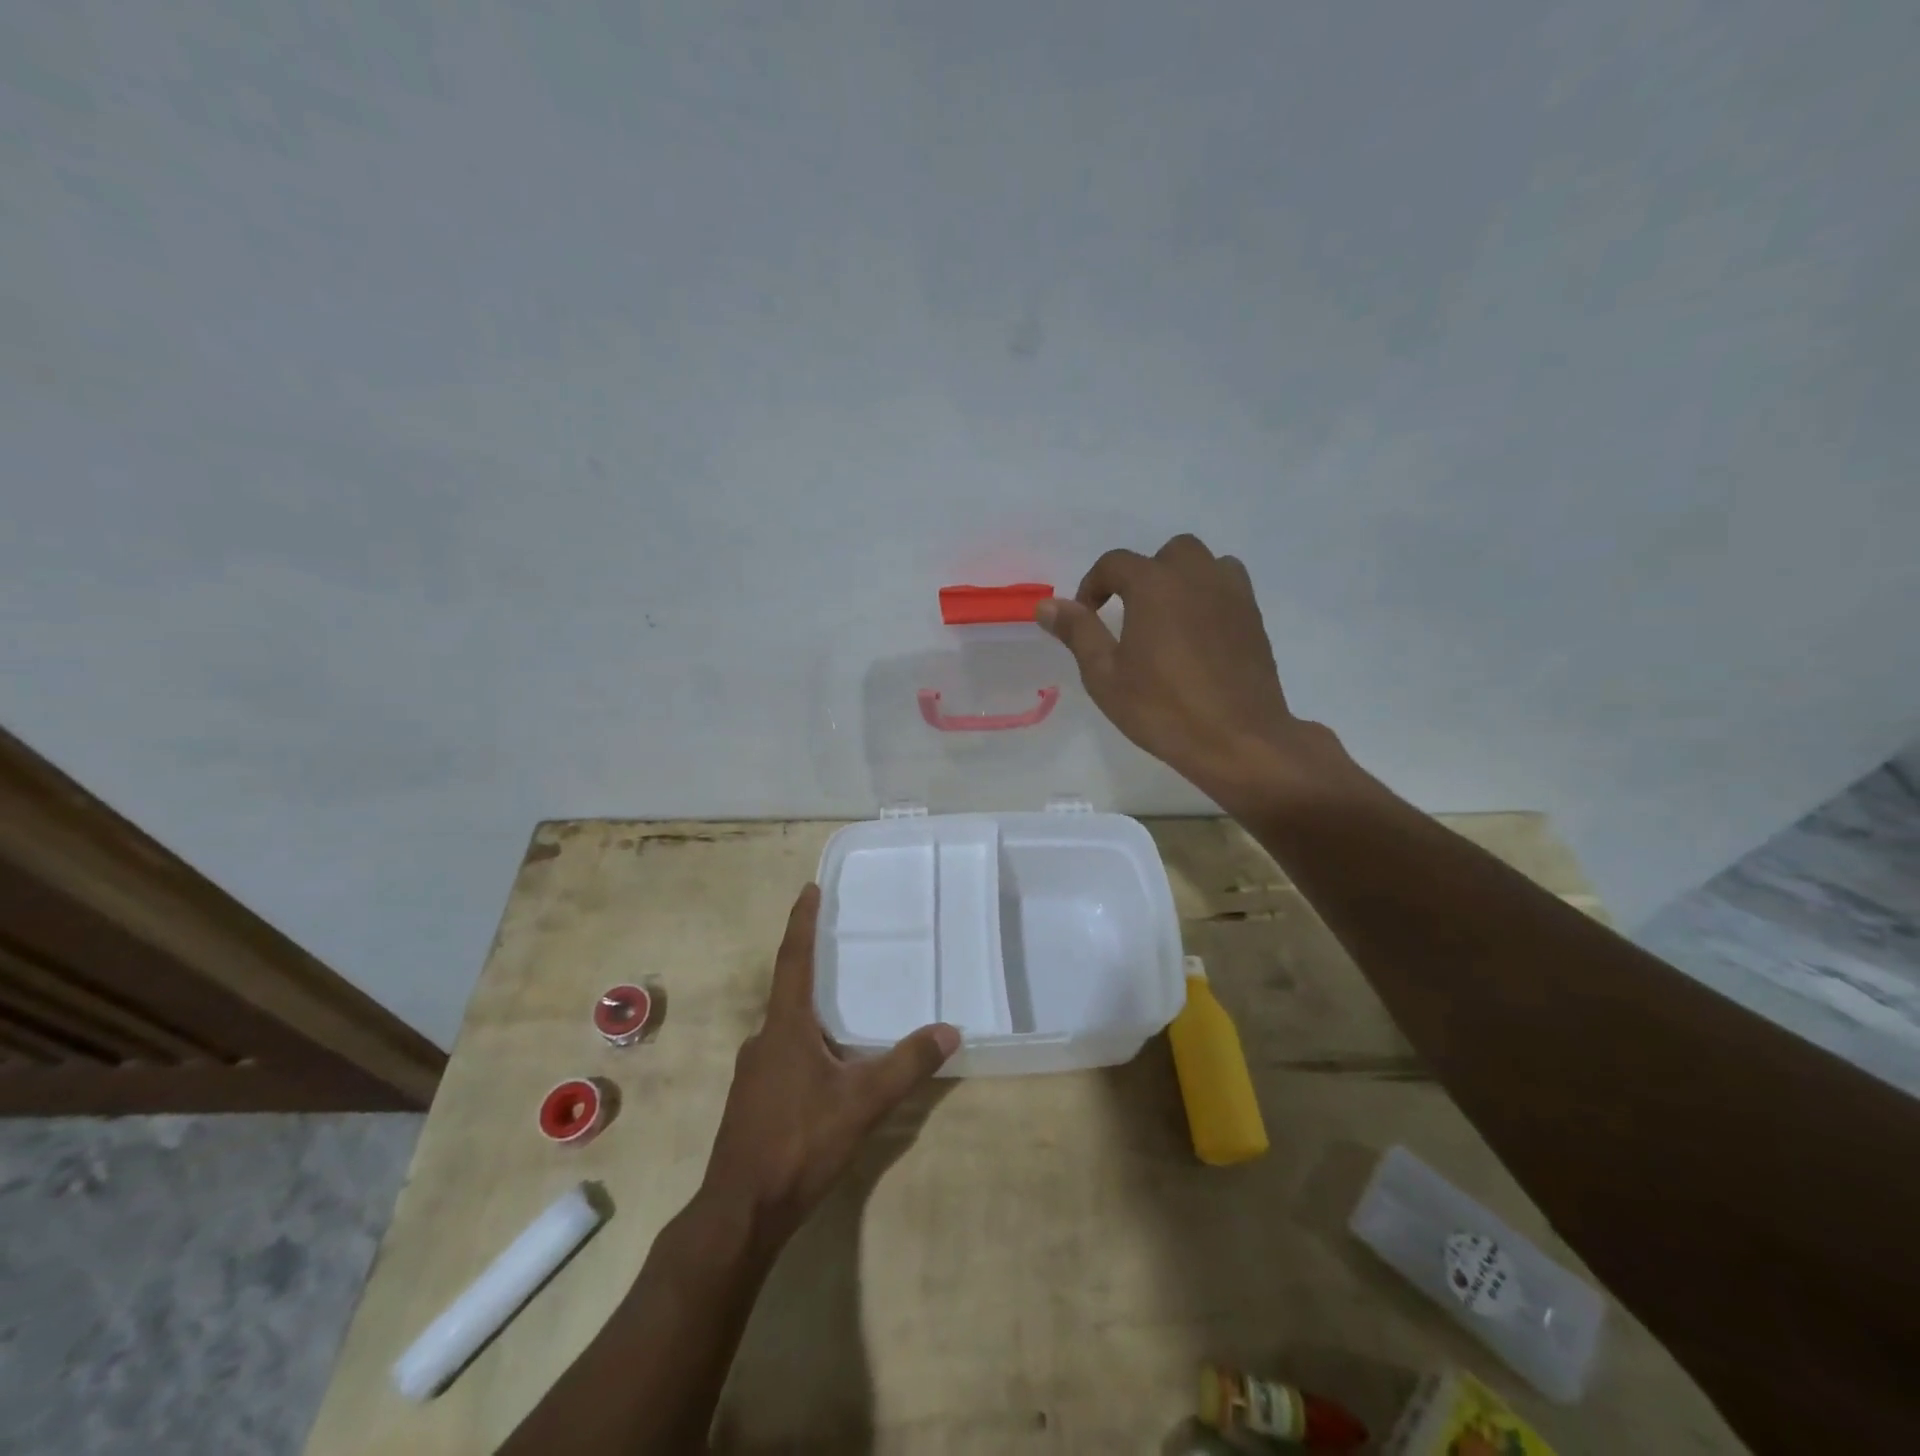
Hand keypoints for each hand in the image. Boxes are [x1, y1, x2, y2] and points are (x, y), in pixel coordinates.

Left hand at [700, 885, 958, 1249]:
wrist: (740, 1212)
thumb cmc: (798, 1143)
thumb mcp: (862, 1102)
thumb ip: (906, 1065)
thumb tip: (949, 1030)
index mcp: (785, 1027)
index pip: (793, 959)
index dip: (802, 922)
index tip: (809, 888)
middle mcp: (764, 1039)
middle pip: (790, 990)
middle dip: (814, 967)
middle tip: (844, 949)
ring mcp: (754, 1072)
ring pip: (788, 1028)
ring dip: (813, 1012)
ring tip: (846, 1010)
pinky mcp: (754, 1100)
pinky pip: (785, 1055)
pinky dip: (809, 1045)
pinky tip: (830, 1067)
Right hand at [1038, 534, 1354, 812]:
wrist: (1238, 739)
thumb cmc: (1162, 709)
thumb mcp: (1105, 676)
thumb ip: (1078, 633)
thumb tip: (1047, 605)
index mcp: (1154, 585)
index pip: (1115, 563)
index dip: (1093, 585)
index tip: (1085, 616)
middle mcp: (1196, 576)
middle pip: (1166, 554)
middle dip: (1142, 575)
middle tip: (1129, 615)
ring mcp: (1232, 594)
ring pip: (1204, 564)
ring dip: (1180, 580)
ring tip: (1167, 619)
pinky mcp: (1254, 617)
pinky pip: (1228, 587)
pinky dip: (1208, 596)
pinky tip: (1198, 634)